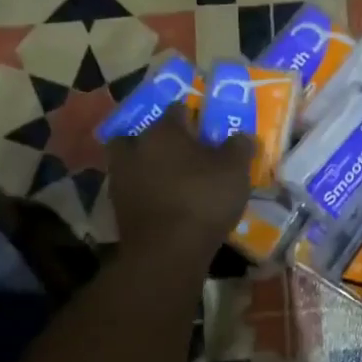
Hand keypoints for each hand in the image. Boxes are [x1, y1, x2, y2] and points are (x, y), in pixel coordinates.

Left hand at [107, 119, 253, 266]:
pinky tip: (163, 201)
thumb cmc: (203, 200)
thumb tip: (243, 135)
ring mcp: (122, 177)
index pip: (177, 110)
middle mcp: (137, 146)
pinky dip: (144, 190)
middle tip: (182, 151)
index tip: (206, 128)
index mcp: (165, 131)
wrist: (166, 251)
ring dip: (147, 164)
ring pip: (133, 160)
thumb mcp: (235, 170)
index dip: (193, 116)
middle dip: (160, 139)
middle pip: (145, 133)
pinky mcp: (117, 206)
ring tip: (170, 178)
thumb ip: (239, 147)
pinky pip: (132, 188)